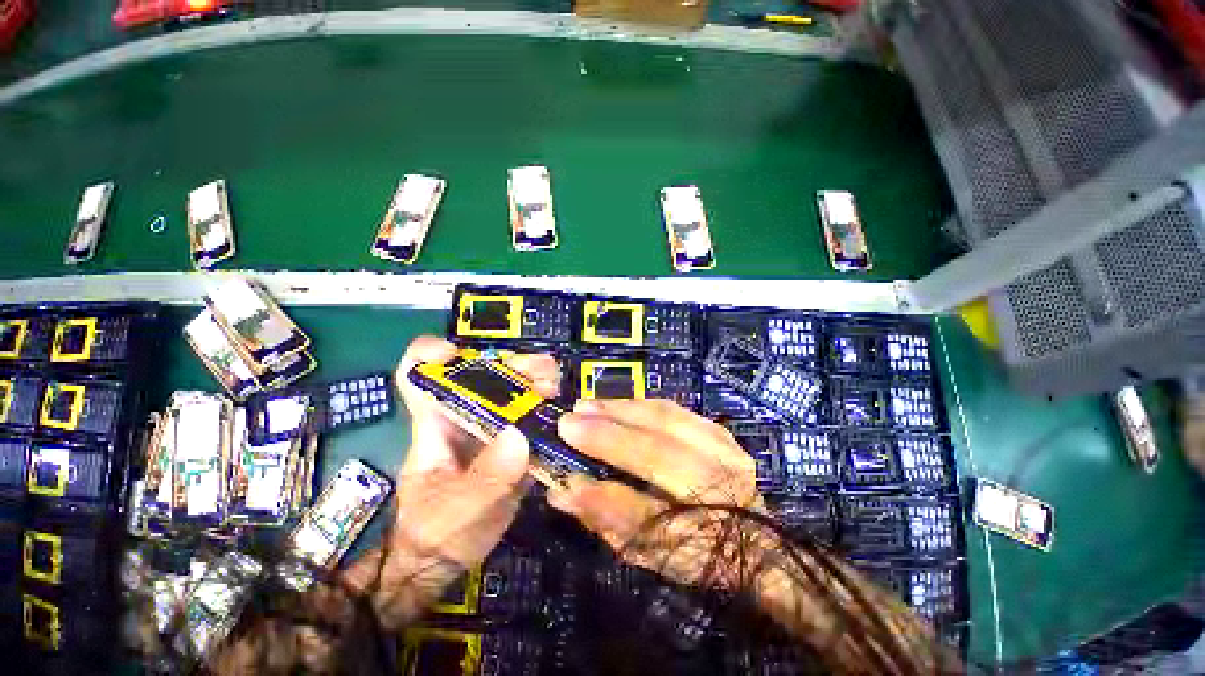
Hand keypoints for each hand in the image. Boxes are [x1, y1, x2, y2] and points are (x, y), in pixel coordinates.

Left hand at [341, 336, 559, 622]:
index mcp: (435, 423)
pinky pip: (531, 416)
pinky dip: (548, 409)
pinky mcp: (513, 443)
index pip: (419, 374)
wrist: (447, 561)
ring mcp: (492, 428)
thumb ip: (485, 478)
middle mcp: (464, 415)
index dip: (431, 354)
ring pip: (514, 391)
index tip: (457, 354)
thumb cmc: (436, 534)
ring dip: (537, 382)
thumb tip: (519, 436)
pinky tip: (563, 414)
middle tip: (544, 374)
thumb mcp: (455, 511)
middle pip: (485, 374)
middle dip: (514, 365)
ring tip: (555, 389)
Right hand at [548, 398, 764, 588]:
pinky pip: (673, 410)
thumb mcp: (649, 551)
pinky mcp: (719, 429)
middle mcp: (722, 483)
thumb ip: (607, 518)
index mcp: (709, 529)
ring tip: (587, 405)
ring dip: (622, 409)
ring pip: (666, 418)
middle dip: (609, 431)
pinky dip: (640, 405)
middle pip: (659, 448)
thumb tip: (564, 491)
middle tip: (569, 419)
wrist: (753, 536)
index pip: (648, 509)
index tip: (566, 462)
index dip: (605, 488)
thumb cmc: (696, 552)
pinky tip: (616, 405)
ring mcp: (725, 448)